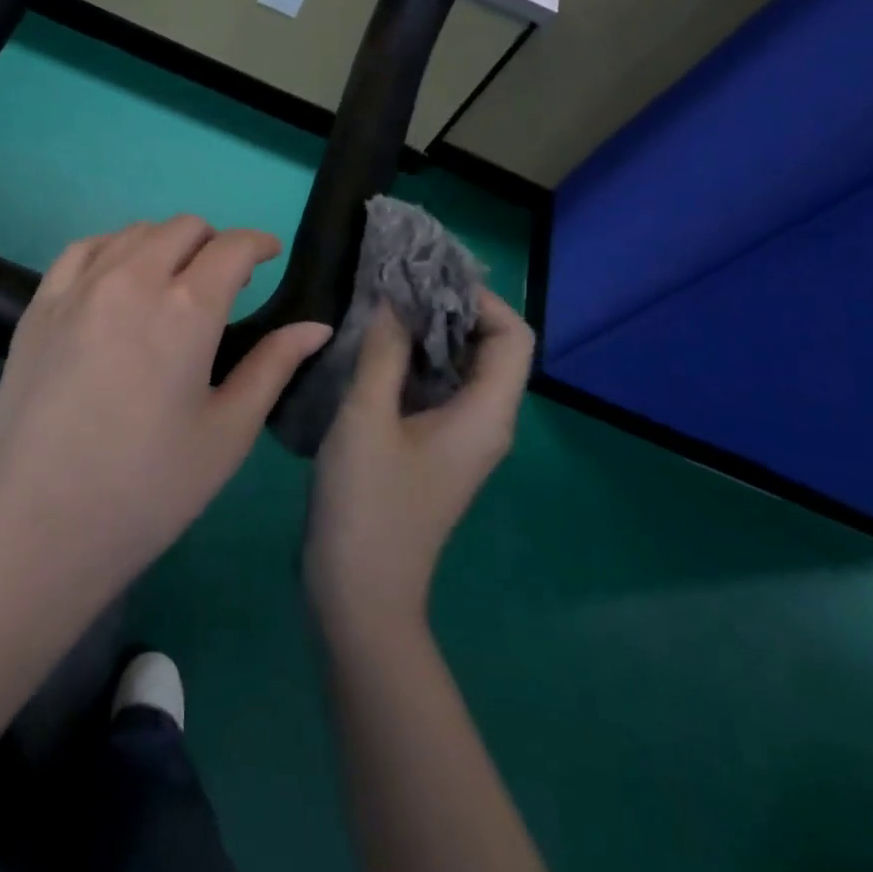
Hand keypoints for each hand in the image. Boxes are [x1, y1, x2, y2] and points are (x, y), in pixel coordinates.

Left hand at [0, 216, 331, 626]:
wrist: (35, 528)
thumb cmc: (147, 490)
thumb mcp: (226, 433)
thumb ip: (273, 366)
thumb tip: (317, 327)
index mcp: (187, 309)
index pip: (232, 247)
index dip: (258, 243)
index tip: (270, 254)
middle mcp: (132, 280)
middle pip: (183, 228)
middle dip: (214, 242)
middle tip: (224, 280)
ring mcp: (78, 288)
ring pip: (133, 232)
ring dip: (166, 243)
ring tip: (173, 279)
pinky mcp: (39, 305)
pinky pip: (83, 249)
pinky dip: (113, 249)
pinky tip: (117, 278)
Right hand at [305, 289, 533, 635]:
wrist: (359, 593)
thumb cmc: (367, 504)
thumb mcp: (367, 419)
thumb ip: (384, 353)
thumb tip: (394, 301)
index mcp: (485, 414)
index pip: (513, 336)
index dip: (480, 299)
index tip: (428, 277)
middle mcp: (485, 423)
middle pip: (490, 348)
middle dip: (450, 308)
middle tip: (398, 283)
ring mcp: (459, 439)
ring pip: (460, 368)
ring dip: (428, 333)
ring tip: (382, 305)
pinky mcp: (433, 449)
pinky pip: (437, 390)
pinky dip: (414, 361)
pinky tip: (373, 349)